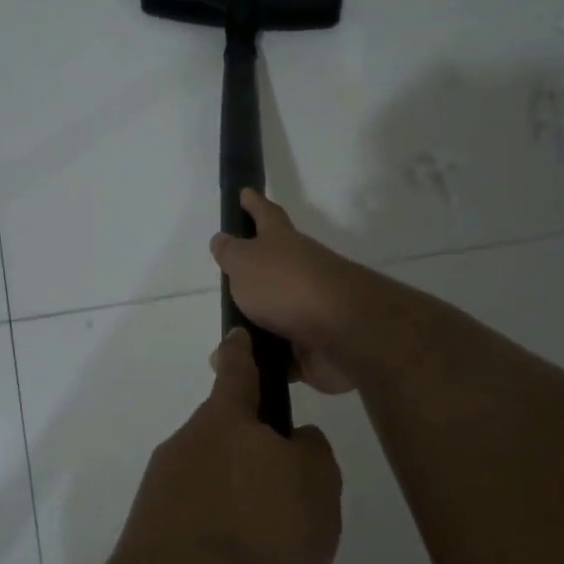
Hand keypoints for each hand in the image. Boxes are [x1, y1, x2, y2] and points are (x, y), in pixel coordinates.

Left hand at [110, 329, 342, 563]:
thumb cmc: (259, 527)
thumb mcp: (316, 485)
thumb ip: (312, 452)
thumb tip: (295, 441)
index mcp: (225, 420)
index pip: (237, 370)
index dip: (242, 352)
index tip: (237, 336)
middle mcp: (187, 445)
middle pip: (226, 440)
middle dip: (255, 464)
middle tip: (292, 506)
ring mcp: (162, 490)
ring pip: (216, 493)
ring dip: (246, 518)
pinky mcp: (150, 534)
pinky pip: (201, 533)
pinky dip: (226, 552)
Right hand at [210, 189, 365, 394]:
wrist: (342, 332)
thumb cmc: (286, 286)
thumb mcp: (245, 262)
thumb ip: (230, 253)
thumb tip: (222, 239)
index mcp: (282, 243)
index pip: (266, 215)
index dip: (254, 204)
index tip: (245, 192)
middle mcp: (298, 271)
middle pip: (272, 268)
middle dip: (252, 276)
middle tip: (227, 283)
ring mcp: (308, 310)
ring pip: (273, 317)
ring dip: (252, 329)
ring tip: (225, 343)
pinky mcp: (312, 347)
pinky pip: (280, 355)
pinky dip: (263, 362)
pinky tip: (242, 370)